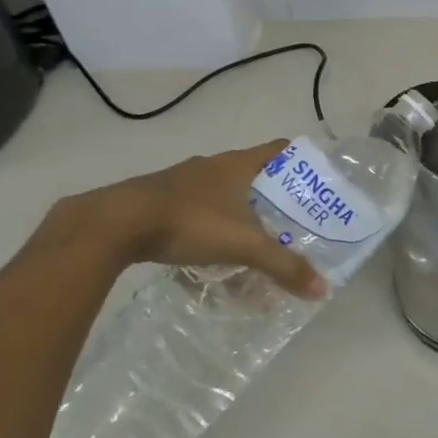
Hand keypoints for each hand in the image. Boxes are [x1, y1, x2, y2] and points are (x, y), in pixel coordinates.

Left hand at [54, 140, 327, 298]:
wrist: (115, 223)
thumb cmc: (189, 222)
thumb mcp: (243, 245)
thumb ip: (282, 266)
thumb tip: (322, 289)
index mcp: (238, 163)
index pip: (280, 149)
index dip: (300, 161)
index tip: (316, 183)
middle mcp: (213, 164)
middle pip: (253, 172)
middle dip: (272, 196)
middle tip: (290, 221)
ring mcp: (183, 180)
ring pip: (222, 191)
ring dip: (238, 210)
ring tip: (251, 240)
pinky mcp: (159, 199)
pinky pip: (195, 207)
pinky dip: (208, 224)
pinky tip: (206, 251)